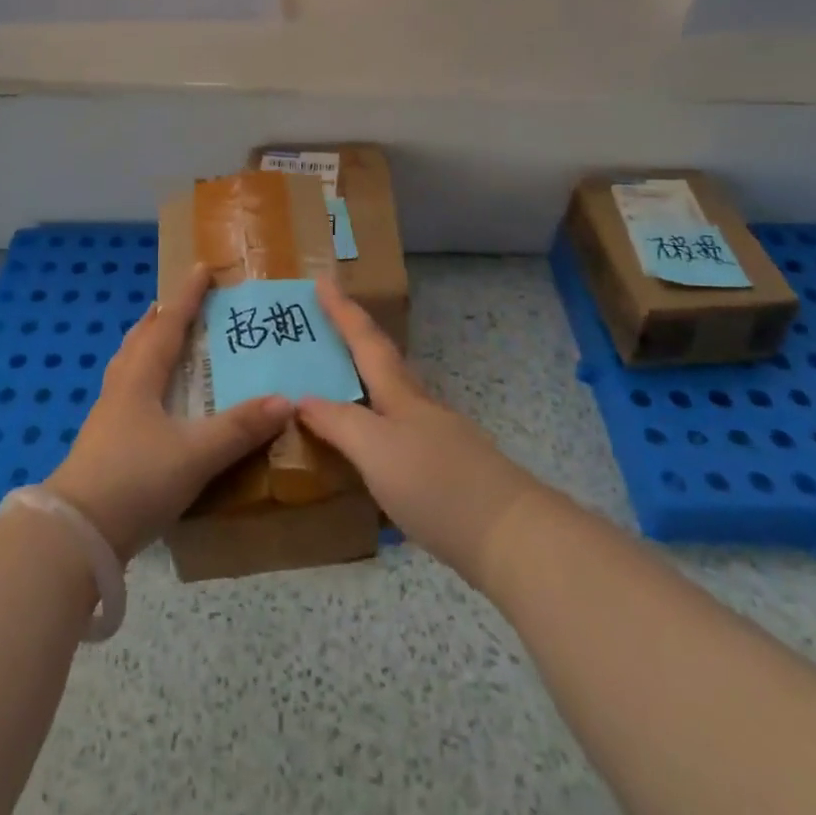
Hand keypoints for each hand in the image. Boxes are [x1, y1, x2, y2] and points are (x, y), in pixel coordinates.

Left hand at [45, 264, 290, 561]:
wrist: (74, 535)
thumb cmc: (135, 480)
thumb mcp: (195, 455)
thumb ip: (239, 428)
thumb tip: (285, 400)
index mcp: (141, 378)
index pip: (168, 326)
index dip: (186, 297)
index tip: (201, 268)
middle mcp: (121, 388)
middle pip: (140, 340)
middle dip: (161, 318)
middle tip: (178, 303)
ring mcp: (107, 416)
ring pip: (128, 365)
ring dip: (146, 345)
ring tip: (161, 341)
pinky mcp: (102, 443)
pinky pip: (125, 392)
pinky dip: (141, 378)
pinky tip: (151, 401)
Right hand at [298, 276, 542, 586]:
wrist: (511, 537)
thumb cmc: (436, 483)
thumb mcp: (376, 451)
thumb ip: (339, 423)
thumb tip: (304, 399)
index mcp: (400, 394)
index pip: (365, 340)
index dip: (342, 310)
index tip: (322, 278)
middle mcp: (418, 407)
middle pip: (382, 362)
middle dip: (352, 341)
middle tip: (321, 328)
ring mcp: (437, 437)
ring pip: (391, 397)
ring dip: (362, 383)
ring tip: (334, 385)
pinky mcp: (447, 470)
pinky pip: (397, 432)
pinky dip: (374, 424)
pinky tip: (367, 448)